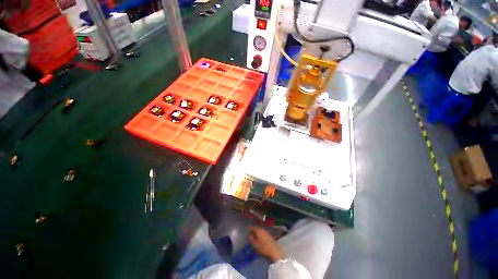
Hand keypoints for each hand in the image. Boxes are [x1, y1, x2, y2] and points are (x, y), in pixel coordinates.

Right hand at [249, 226, 284, 261]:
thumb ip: (252, 239)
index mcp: (259, 231)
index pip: (253, 227)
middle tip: (251, 234)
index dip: (250, 229)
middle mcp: (263, 230)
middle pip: (257, 228)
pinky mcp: (270, 235)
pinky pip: (263, 233)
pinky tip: (260, 239)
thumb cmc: (264, 248)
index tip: (248, 232)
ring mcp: (267, 232)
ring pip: (261, 231)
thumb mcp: (256, 245)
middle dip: (254, 230)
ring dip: (258, 233)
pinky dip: (261, 234)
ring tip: (255, 237)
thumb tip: (250, 235)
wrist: (275, 251)